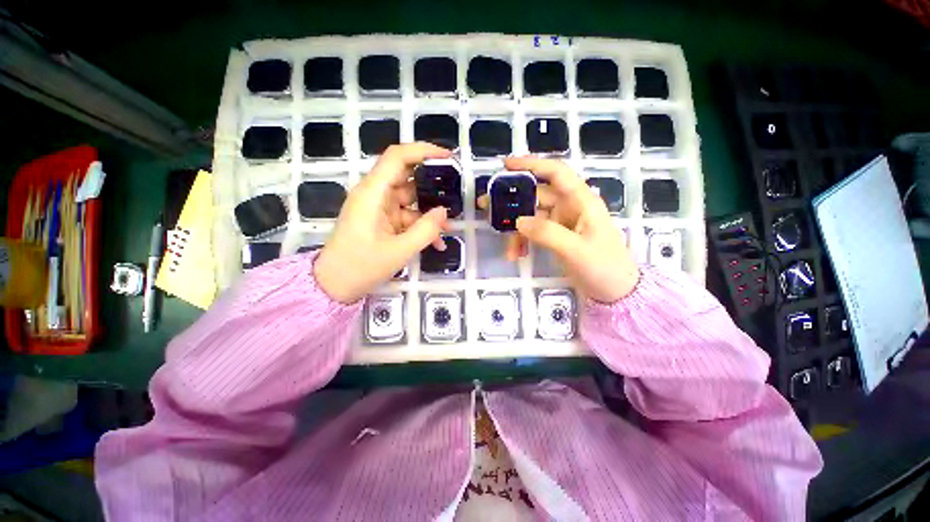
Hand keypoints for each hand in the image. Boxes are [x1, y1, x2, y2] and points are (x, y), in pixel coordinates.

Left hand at [314, 143, 450, 302]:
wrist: (335, 285)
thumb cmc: (361, 267)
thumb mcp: (399, 250)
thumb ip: (425, 230)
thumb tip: (444, 212)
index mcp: (372, 193)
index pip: (397, 157)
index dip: (423, 151)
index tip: (448, 157)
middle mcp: (375, 194)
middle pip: (407, 177)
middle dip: (433, 184)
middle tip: (456, 191)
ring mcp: (380, 208)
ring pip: (411, 200)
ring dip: (430, 213)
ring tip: (449, 228)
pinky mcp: (383, 221)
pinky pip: (408, 217)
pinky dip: (422, 227)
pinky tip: (437, 243)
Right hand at [479, 157, 638, 302]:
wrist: (615, 291)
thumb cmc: (604, 267)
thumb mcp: (576, 250)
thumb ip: (547, 233)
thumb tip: (518, 221)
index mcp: (581, 201)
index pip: (556, 173)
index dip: (531, 165)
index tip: (506, 165)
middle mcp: (570, 206)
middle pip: (536, 195)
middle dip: (512, 201)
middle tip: (486, 205)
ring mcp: (561, 222)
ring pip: (531, 216)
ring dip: (516, 230)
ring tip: (506, 248)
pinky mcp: (555, 236)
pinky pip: (533, 232)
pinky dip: (522, 241)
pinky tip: (515, 254)